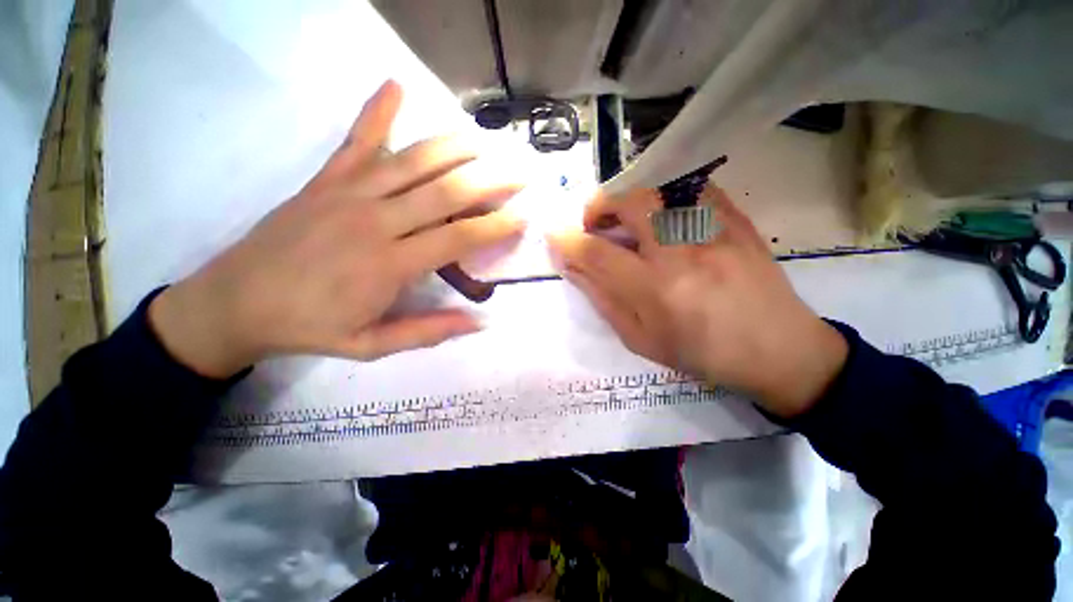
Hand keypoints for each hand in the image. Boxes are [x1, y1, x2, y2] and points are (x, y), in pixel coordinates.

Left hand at [149, 80, 523, 377]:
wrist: (234, 303)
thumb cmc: (309, 327)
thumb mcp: (371, 345)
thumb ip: (428, 332)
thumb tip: (479, 322)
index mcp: (389, 265)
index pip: (458, 238)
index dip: (496, 226)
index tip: (523, 217)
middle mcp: (375, 221)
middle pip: (445, 193)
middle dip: (490, 181)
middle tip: (519, 171)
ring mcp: (348, 194)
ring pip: (412, 161)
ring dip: (453, 146)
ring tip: (484, 138)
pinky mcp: (324, 180)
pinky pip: (355, 140)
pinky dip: (376, 111)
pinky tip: (394, 85)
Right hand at [548, 187, 846, 418]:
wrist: (780, 350)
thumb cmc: (703, 354)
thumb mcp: (641, 339)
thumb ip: (603, 299)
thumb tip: (574, 267)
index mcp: (657, 290)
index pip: (598, 254)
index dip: (568, 240)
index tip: (554, 234)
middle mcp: (683, 252)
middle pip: (630, 202)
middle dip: (599, 205)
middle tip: (594, 223)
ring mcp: (715, 230)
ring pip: (661, 188)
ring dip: (630, 198)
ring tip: (626, 219)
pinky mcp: (737, 220)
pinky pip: (694, 187)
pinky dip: (666, 194)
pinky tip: (663, 215)